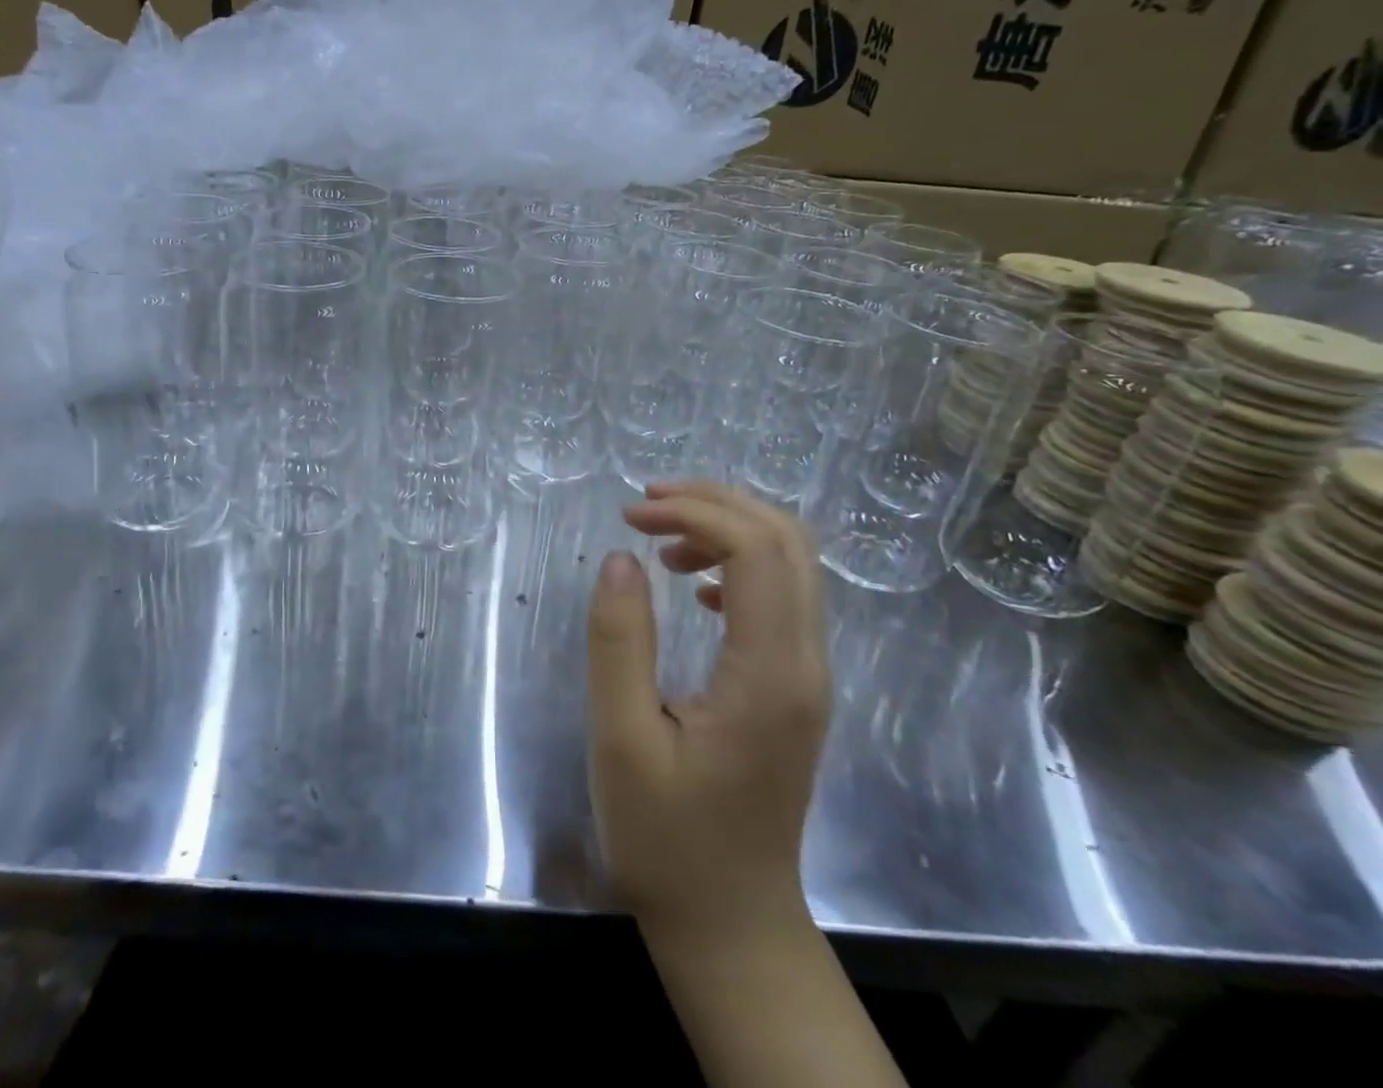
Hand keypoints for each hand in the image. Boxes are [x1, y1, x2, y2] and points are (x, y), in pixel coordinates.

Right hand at [587, 480, 830, 951]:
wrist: (731, 925)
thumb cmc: (667, 840)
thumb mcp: (621, 740)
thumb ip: (619, 642)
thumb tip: (621, 557)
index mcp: (770, 675)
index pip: (757, 550)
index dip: (695, 513)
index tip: (631, 516)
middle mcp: (806, 664)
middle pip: (788, 540)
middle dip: (717, 503)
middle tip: (647, 504)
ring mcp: (809, 675)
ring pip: (792, 562)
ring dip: (729, 528)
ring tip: (662, 539)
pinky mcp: (797, 686)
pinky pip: (784, 595)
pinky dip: (740, 564)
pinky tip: (696, 586)